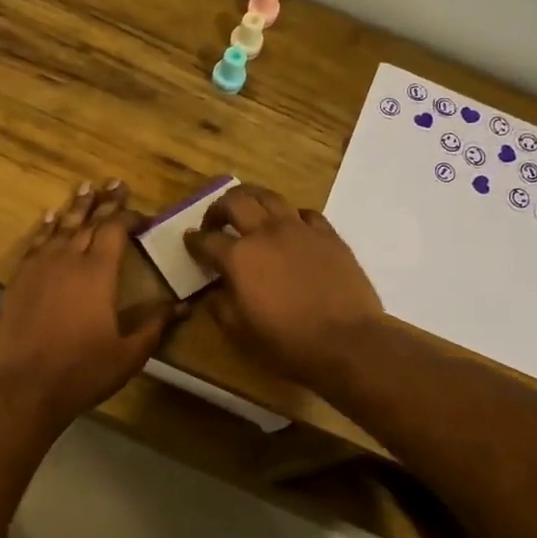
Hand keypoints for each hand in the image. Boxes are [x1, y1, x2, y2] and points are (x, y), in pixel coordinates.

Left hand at [0, 179, 175, 427]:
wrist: (27, 386)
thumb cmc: (84, 371)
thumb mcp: (129, 353)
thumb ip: (156, 325)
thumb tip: (182, 305)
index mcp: (98, 273)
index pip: (115, 230)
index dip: (128, 217)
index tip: (141, 215)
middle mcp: (69, 260)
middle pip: (88, 221)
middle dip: (104, 202)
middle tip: (115, 183)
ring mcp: (40, 268)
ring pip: (60, 226)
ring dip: (75, 206)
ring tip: (86, 187)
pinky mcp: (19, 280)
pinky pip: (35, 243)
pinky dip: (45, 227)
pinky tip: (50, 217)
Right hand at [184, 184, 383, 393]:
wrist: (347, 340)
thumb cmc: (287, 341)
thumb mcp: (240, 331)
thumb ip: (221, 305)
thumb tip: (215, 291)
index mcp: (239, 257)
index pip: (206, 240)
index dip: (194, 241)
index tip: (190, 242)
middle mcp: (266, 232)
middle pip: (235, 201)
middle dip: (218, 208)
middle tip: (216, 223)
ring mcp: (300, 229)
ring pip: (269, 196)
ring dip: (252, 200)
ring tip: (250, 213)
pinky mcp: (328, 234)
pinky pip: (305, 213)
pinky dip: (291, 216)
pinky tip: (291, 229)